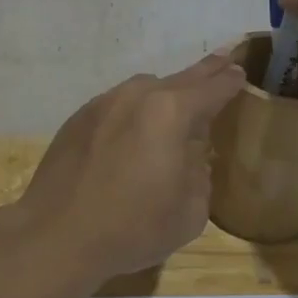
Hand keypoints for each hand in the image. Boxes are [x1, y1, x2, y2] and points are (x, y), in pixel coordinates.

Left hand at [15, 53, 244, 280]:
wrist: (56, 236)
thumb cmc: (132, 228)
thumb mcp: (190, 212)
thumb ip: (200, 175)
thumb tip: (191, 158)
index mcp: (171, 112)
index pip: (212, 88)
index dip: (230, 81)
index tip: (240, 73)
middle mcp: (136, 96)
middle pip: (180, 78)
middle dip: (204, 72)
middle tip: (223, 61)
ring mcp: (103, 104)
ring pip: (144, 89)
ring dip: (165, 94)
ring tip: (176, 110)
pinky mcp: (78, 119)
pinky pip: (117, 106)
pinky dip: (133, 112)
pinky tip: (133, 135)